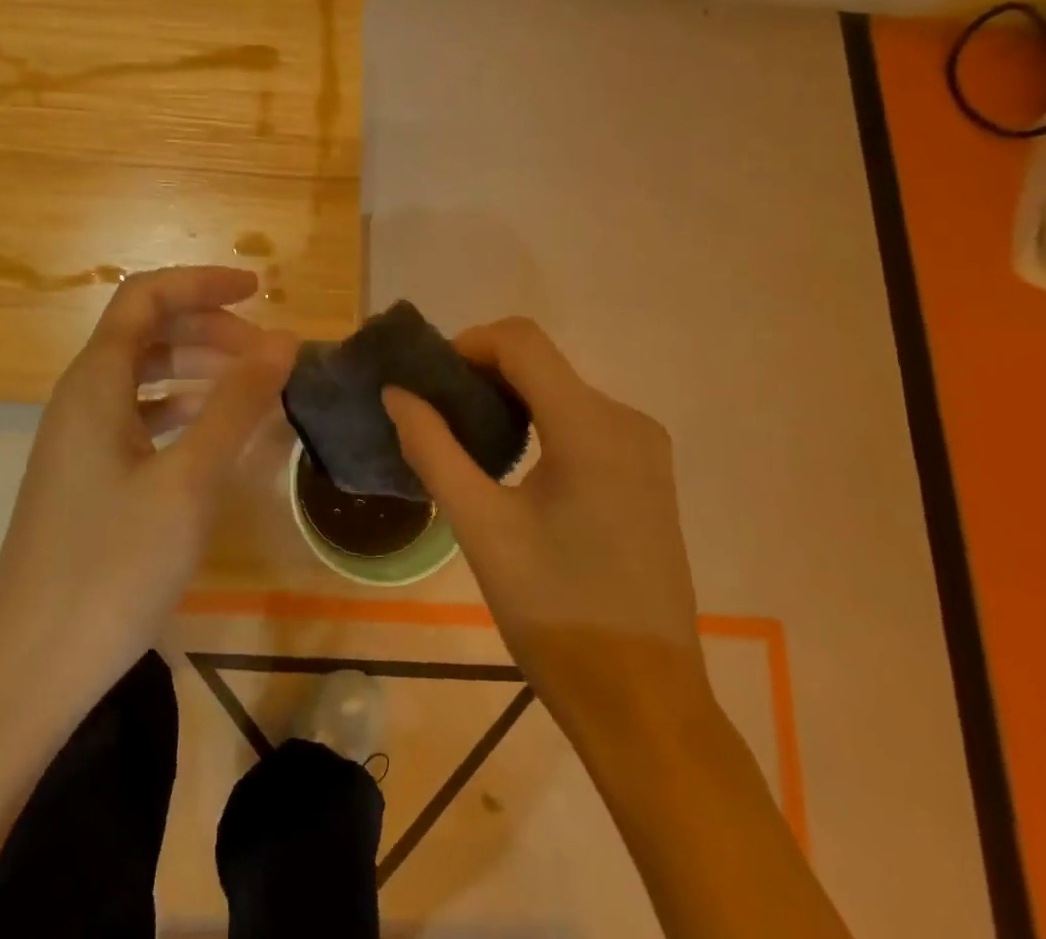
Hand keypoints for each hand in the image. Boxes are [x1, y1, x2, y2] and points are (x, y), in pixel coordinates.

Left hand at [0, 266, 295, 717]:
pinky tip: (216, 434)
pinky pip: (139, 418)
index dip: (202, 283)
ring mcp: (80, 441)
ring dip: (198, 368)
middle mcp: (81, 399)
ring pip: (144, 376)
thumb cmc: (111, 569)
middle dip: (209, 329)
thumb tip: (284, 339)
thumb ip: (237, 403)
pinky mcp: (87, 478)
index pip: (146, 297)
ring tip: (253, 387)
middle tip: (267, 355)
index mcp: (95, 383)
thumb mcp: (189, 481)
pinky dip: (182, 410)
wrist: (32, 674)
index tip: (259, 291)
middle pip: (147, 332)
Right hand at [384, 319, 709, 747]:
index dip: (468, 344)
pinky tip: (513, 466)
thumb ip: (433, 449)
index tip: (429, 381)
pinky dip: (540, 422)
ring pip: (561, 390)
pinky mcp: (648, 473)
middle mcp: (626, 420)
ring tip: (467, 442)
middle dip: (483, 374)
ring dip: (510, 399)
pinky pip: (584, 420)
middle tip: (437, 415)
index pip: (522, 340)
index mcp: (590, 427)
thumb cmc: (555, 614)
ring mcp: (645, 447)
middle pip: (541, 363)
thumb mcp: (480, 528)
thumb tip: (397, 394)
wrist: (645, 704)